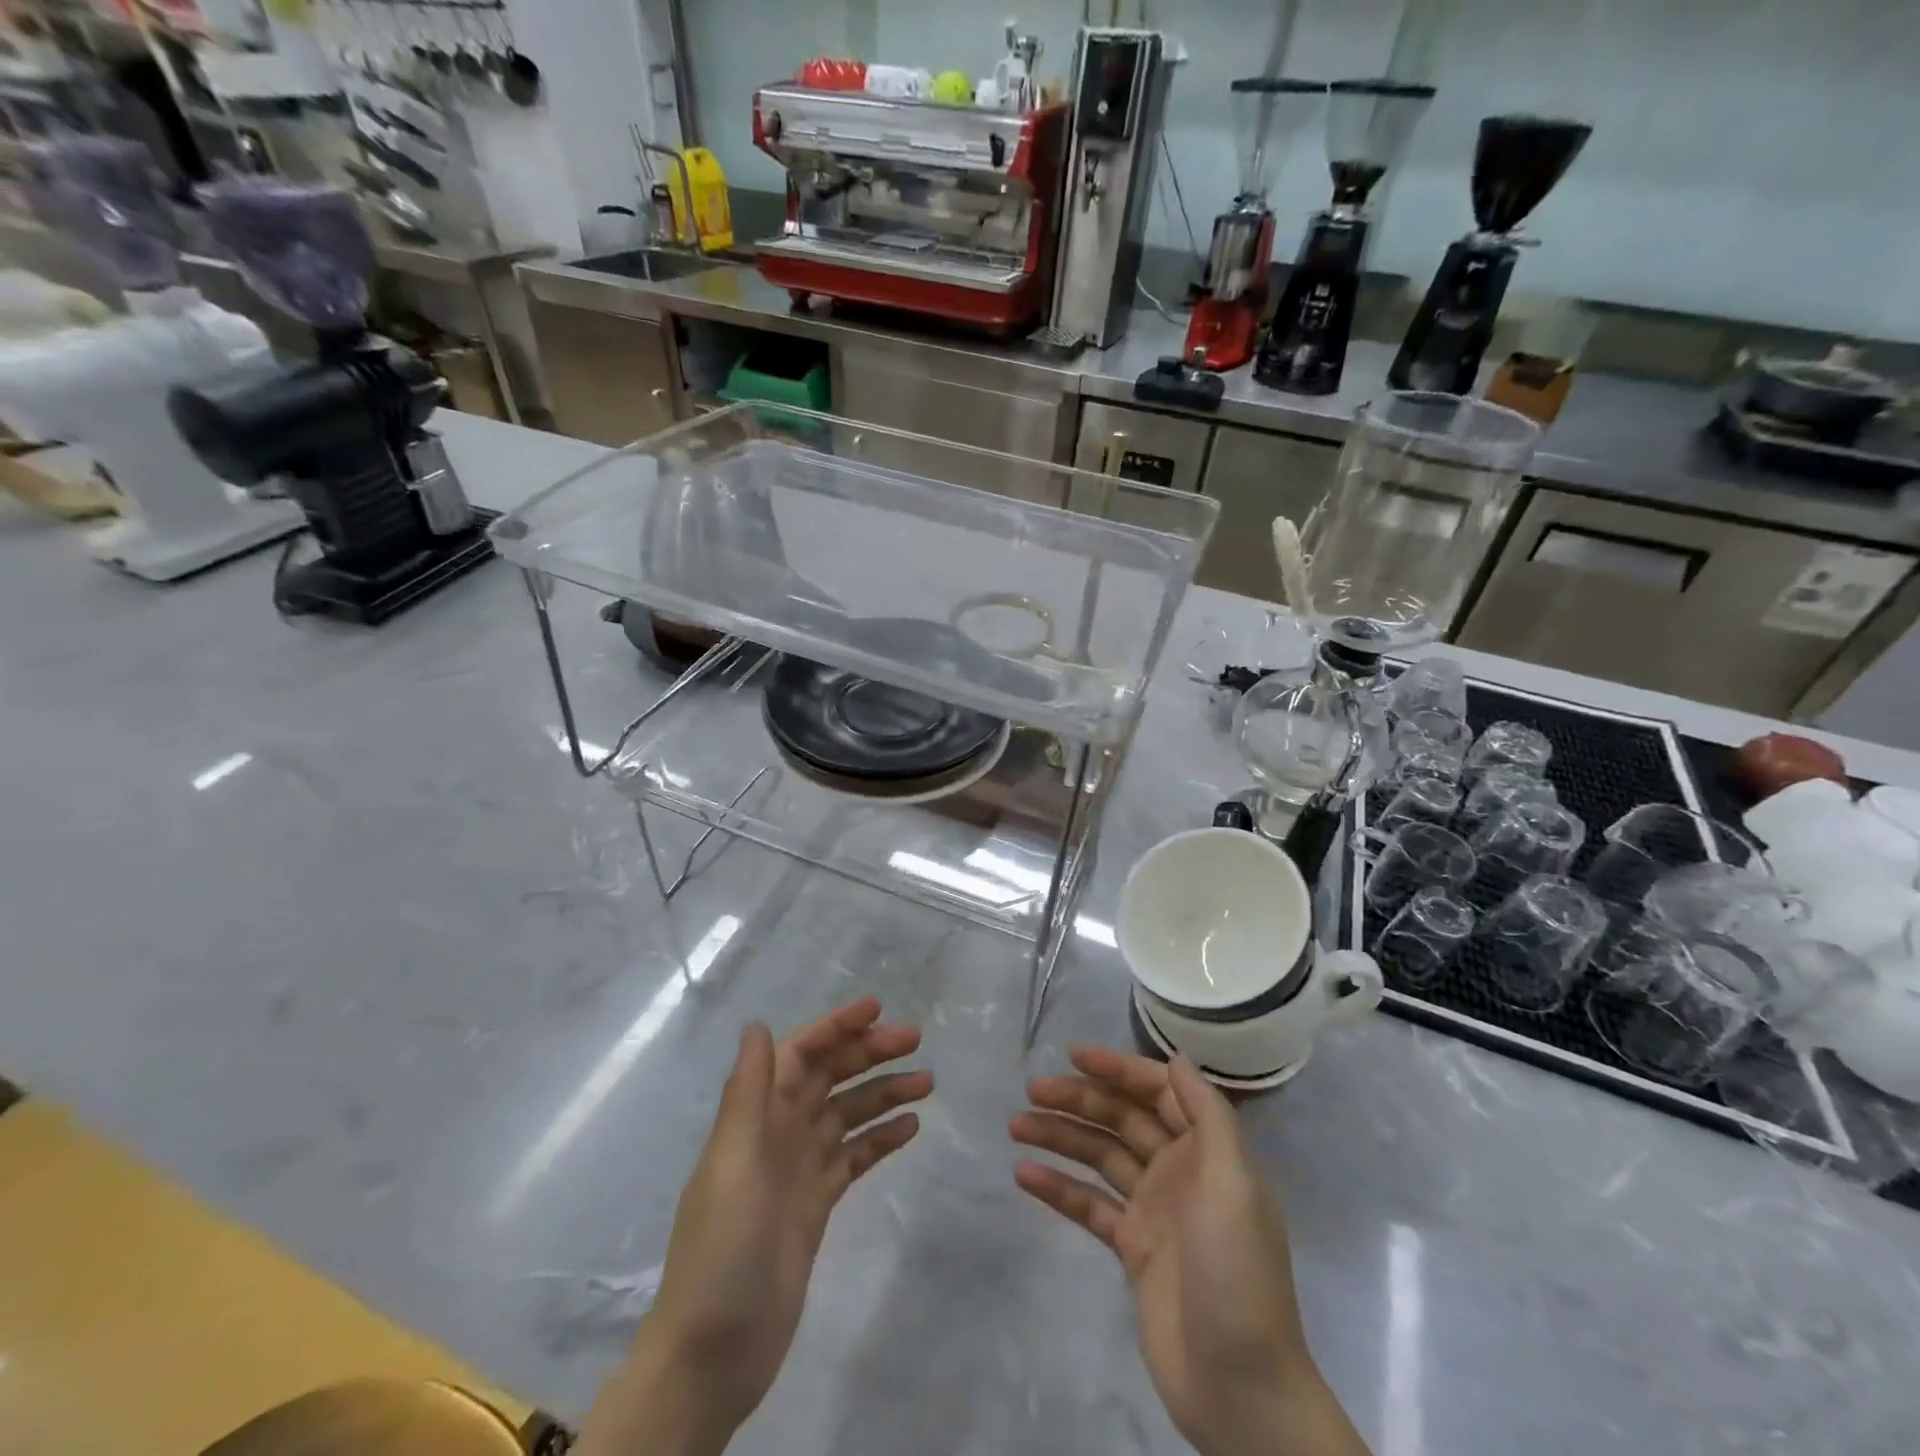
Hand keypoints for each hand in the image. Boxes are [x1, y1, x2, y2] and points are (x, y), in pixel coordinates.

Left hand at [579, 999, 931, 1455]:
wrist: (714, 1351)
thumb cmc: (722, 1247)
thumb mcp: (733, 1161)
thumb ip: (747, 1092)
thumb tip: (757, 1024)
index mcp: (756, 1115)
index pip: (800, 1053)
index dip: (836, 1027)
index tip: (877, 1009)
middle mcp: (778, 1131)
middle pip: (830, 1077)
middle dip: (869, 1053)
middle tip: (916, 1039)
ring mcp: (799, 1168)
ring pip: (848, 1113)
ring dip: (884, 1091)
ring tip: (928, 1081)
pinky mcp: (816, 1204)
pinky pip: (854, 1157)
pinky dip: (880, 1138)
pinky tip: (911, 1127)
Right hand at [1011, 1048, 1369, 1455]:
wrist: (1240, 1386)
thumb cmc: (1237, 1273)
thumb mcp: (1234, 1184)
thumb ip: (1207, 1116)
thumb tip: (1178, 1059)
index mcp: (1207, 1151)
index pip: (1158, 1092)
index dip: (1118, 1069)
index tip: (1074, 1055)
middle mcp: (1179, 1170)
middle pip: (1122, 1119)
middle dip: (1079, 1099)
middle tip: (1031, 1090)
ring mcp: (1153, 1209)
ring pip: (1099, 1156)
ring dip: (1060, 1136)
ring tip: (1016, 1125)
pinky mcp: (1131, 1248)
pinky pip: (1089, 1205)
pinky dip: (1059, 1187)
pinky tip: (1024, 1174)